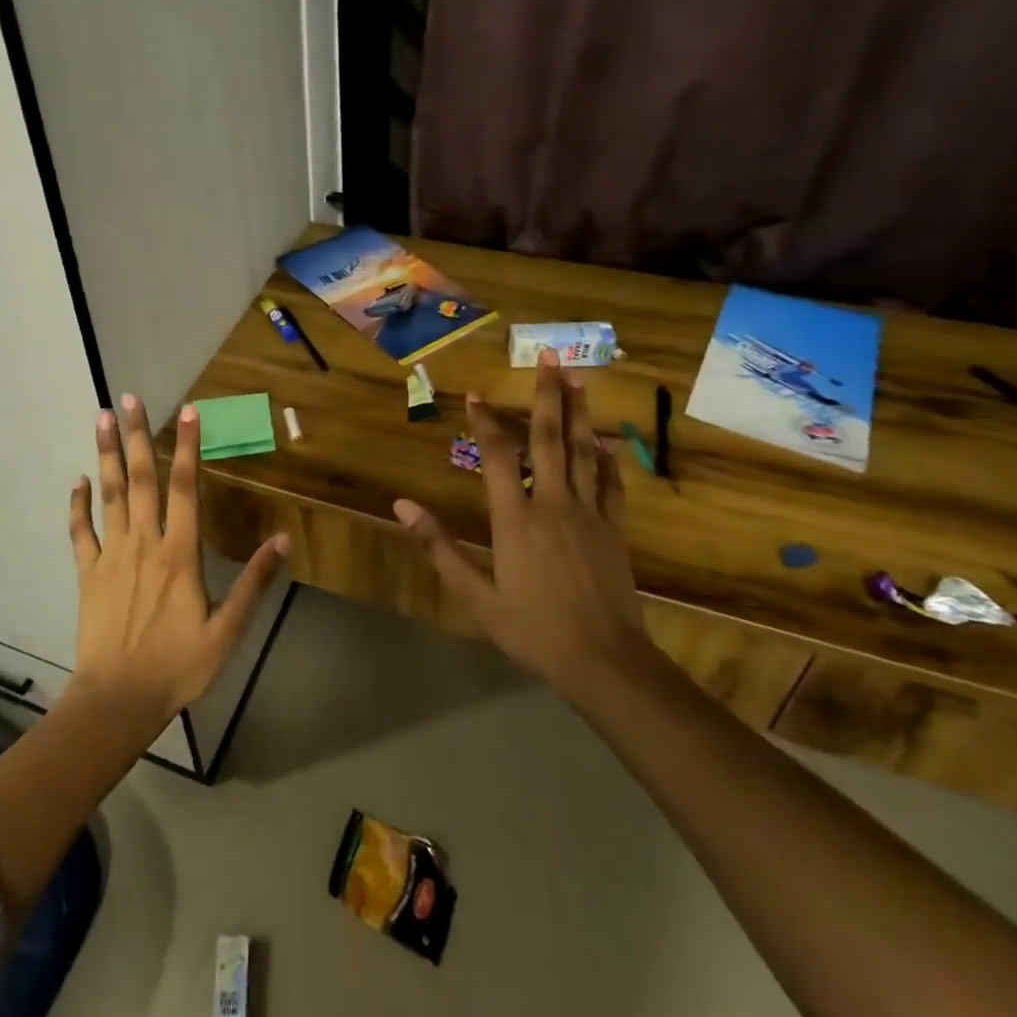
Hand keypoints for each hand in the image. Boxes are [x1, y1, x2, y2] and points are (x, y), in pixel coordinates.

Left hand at [67, 393, 288, 731]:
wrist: (117, 701)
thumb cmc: (177, 666)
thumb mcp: (227, 631)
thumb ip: (253, 583)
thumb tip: (282, 540)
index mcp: (179, 553)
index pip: (185, 487)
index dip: (188, 447)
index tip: (187, 410)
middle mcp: (144, 543)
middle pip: (140, 479)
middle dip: (136, 436)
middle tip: (128, 398)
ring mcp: (112, 556)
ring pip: (109, 494)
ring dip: (106, 454)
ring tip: (101, 418)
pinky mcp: (89, 574)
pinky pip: (81, 532)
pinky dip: (78, 505)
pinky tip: (77, 480)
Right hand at [393, 351, 646, 698]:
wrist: (604, 661)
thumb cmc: (532, 628)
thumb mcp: (475, 596)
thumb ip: (439, 547)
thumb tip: (402, 506)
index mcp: (516, 518)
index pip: (497, 455)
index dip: (485, 421)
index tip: (475, 394)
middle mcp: (553, 503)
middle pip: (549, 438)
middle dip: (547, 394)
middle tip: (548, 355)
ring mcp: (589, 513)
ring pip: (582, 450)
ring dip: (579, 411)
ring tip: (577, 377)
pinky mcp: (614, 528)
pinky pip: (611, 483)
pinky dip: (607, 457)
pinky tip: (605, 441)